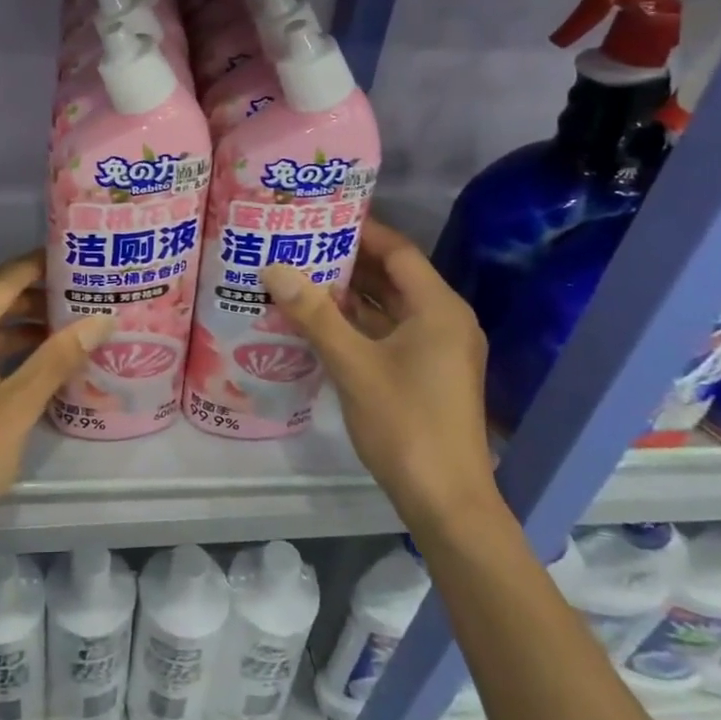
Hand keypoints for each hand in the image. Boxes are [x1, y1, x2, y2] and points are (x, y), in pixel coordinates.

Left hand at [0, 252, 111, 542]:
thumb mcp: (19, 405)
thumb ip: (58, 358)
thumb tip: (101, 319)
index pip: (5, 279)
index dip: (41, 264)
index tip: (79, 257)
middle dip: (40, 294)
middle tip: (86, 292)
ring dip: (27, 323)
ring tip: (75, 324)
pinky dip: (11, 348)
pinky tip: (45, 360)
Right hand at [263, 218, 496, 527]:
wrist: (446, 502)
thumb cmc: (405, 424)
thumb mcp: (353, 364)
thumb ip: (313, 314)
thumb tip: (273, 268)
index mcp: (438, 308)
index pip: (398, 251)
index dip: (360, 230)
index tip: (318, 216)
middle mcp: (444, 320)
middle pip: (394, 276)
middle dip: (348, 260)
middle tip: (300, 243)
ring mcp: (438, 349)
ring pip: (390, 306)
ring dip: (350, 293)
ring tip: (300, 274)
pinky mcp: (427, 372)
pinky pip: (390, 332)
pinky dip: (359, 322)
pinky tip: (319, 319)